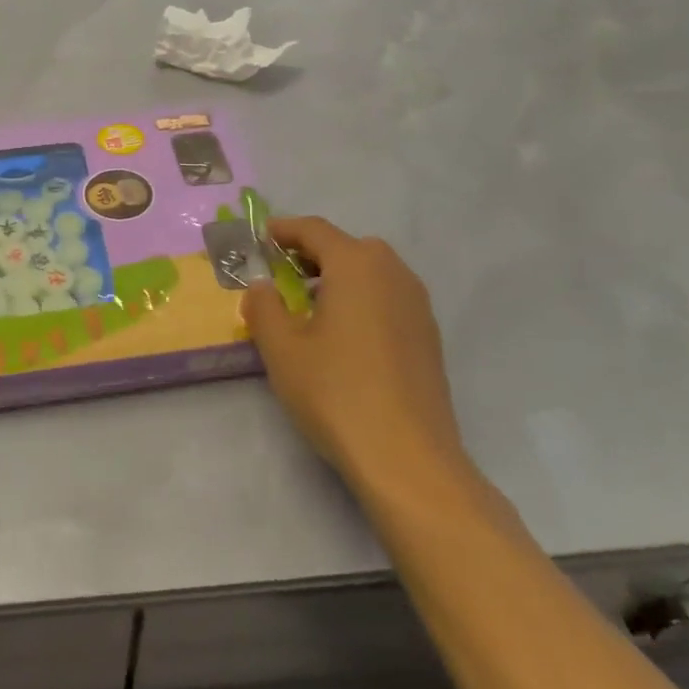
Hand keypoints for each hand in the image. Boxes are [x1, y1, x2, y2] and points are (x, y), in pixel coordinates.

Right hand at [241, 217, 470, 491]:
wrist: (407, 457)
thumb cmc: (335, 392)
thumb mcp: (281, 348)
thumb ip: (264, 306)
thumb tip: (262, 286)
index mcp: (356, 265)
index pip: (315, 230)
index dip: (284, 230)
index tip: (260, 238)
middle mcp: (393, 273)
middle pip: (348, 247)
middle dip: (312, 253)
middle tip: (282, 274)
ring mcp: (417, 305)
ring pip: (372, 272)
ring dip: (339, 276)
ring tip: (310, 305)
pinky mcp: (428, 336)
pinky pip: (388, 298)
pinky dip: (362, 299)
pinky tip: (344, 335)